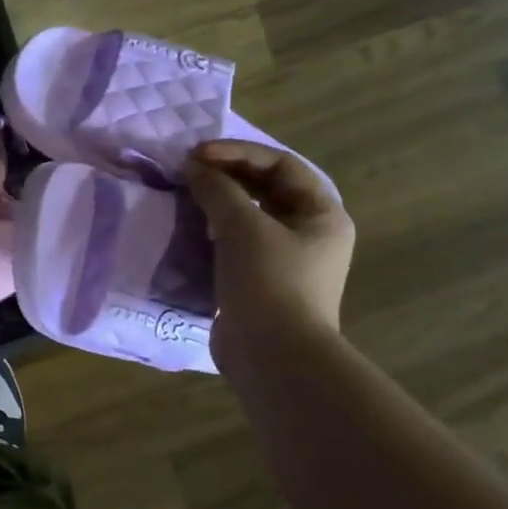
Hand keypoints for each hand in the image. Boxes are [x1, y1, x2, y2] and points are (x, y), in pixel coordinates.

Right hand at [182, 141, 354, 367]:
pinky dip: (214, 232)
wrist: (273, 355)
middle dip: (227, 176)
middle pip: (267, 189)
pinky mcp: (260, 282)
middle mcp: (309, 233)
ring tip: (186, 197)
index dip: (239, 153)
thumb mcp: (243, 228)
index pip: (281, 165)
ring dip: (218, 203)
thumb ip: (218, 190)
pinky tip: (191, 230)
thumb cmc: (269, 282)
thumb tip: (194, 168)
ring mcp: (285, 260)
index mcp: (321, 214)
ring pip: (250, 217)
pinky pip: (237, 244)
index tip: (197, 155)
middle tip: (187, 171)